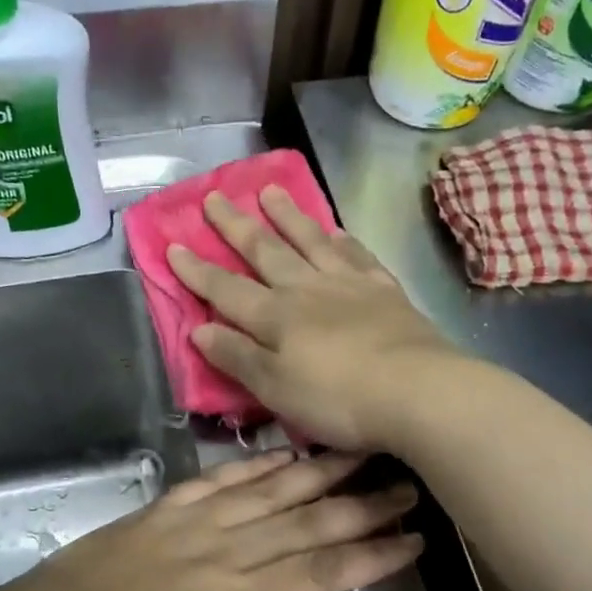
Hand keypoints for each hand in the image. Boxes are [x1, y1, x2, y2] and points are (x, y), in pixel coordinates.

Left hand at [0, 449, 420, 590]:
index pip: (320, 572)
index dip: (370, 555)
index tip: (413, 540)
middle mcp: (224, 550)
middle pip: (305, 522)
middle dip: (361, 506)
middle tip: (406, 487)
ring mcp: (193, 522)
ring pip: (270, 491)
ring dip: (319, 473)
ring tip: (360, 454)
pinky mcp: (165, 509)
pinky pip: (220, 479)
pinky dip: (256, 465)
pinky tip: (283, 454)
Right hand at [166, 187, 462, 450]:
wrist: (418, 392)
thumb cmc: (338, 399)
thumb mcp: (275, 389)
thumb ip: (237, 357)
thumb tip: (198, 329)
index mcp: (275, 317)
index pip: (225, 289)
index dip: (197, 270)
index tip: (173, 245)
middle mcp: (307, 290)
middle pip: (265, 252)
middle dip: (235, 227)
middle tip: (215, 197)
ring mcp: (349, 285)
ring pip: (310, 242)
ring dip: (287, 217)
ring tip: (269, 191)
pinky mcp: (385, 292)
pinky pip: (357, 256)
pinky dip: (342, 240)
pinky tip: (336, 230)